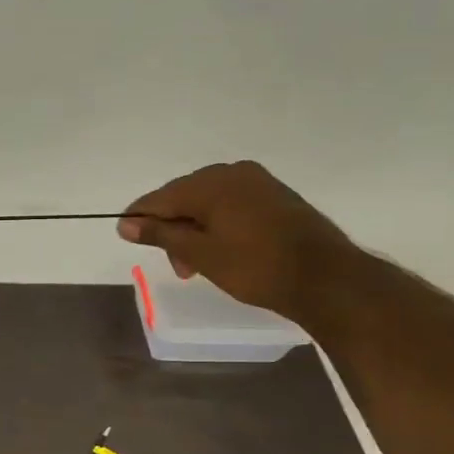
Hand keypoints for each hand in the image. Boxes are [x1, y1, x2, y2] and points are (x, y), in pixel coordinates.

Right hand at [117, 161, 355, 319]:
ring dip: (195, 230)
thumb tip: (125, 224)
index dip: (139, 219)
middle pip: (184, 198)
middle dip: (172, 229)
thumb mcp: (200, 253)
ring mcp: (257, 182)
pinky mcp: (276, 196)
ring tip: (199, 264)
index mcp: (209, 183)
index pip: (159, 198)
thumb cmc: (256, 267)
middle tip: (177, 266)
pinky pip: (232, 205)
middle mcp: (231, 173)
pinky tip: (222, 249)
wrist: (328, 279)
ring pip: (208, 202)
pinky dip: (218, 225)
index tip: (126, 236)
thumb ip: (160, 234)